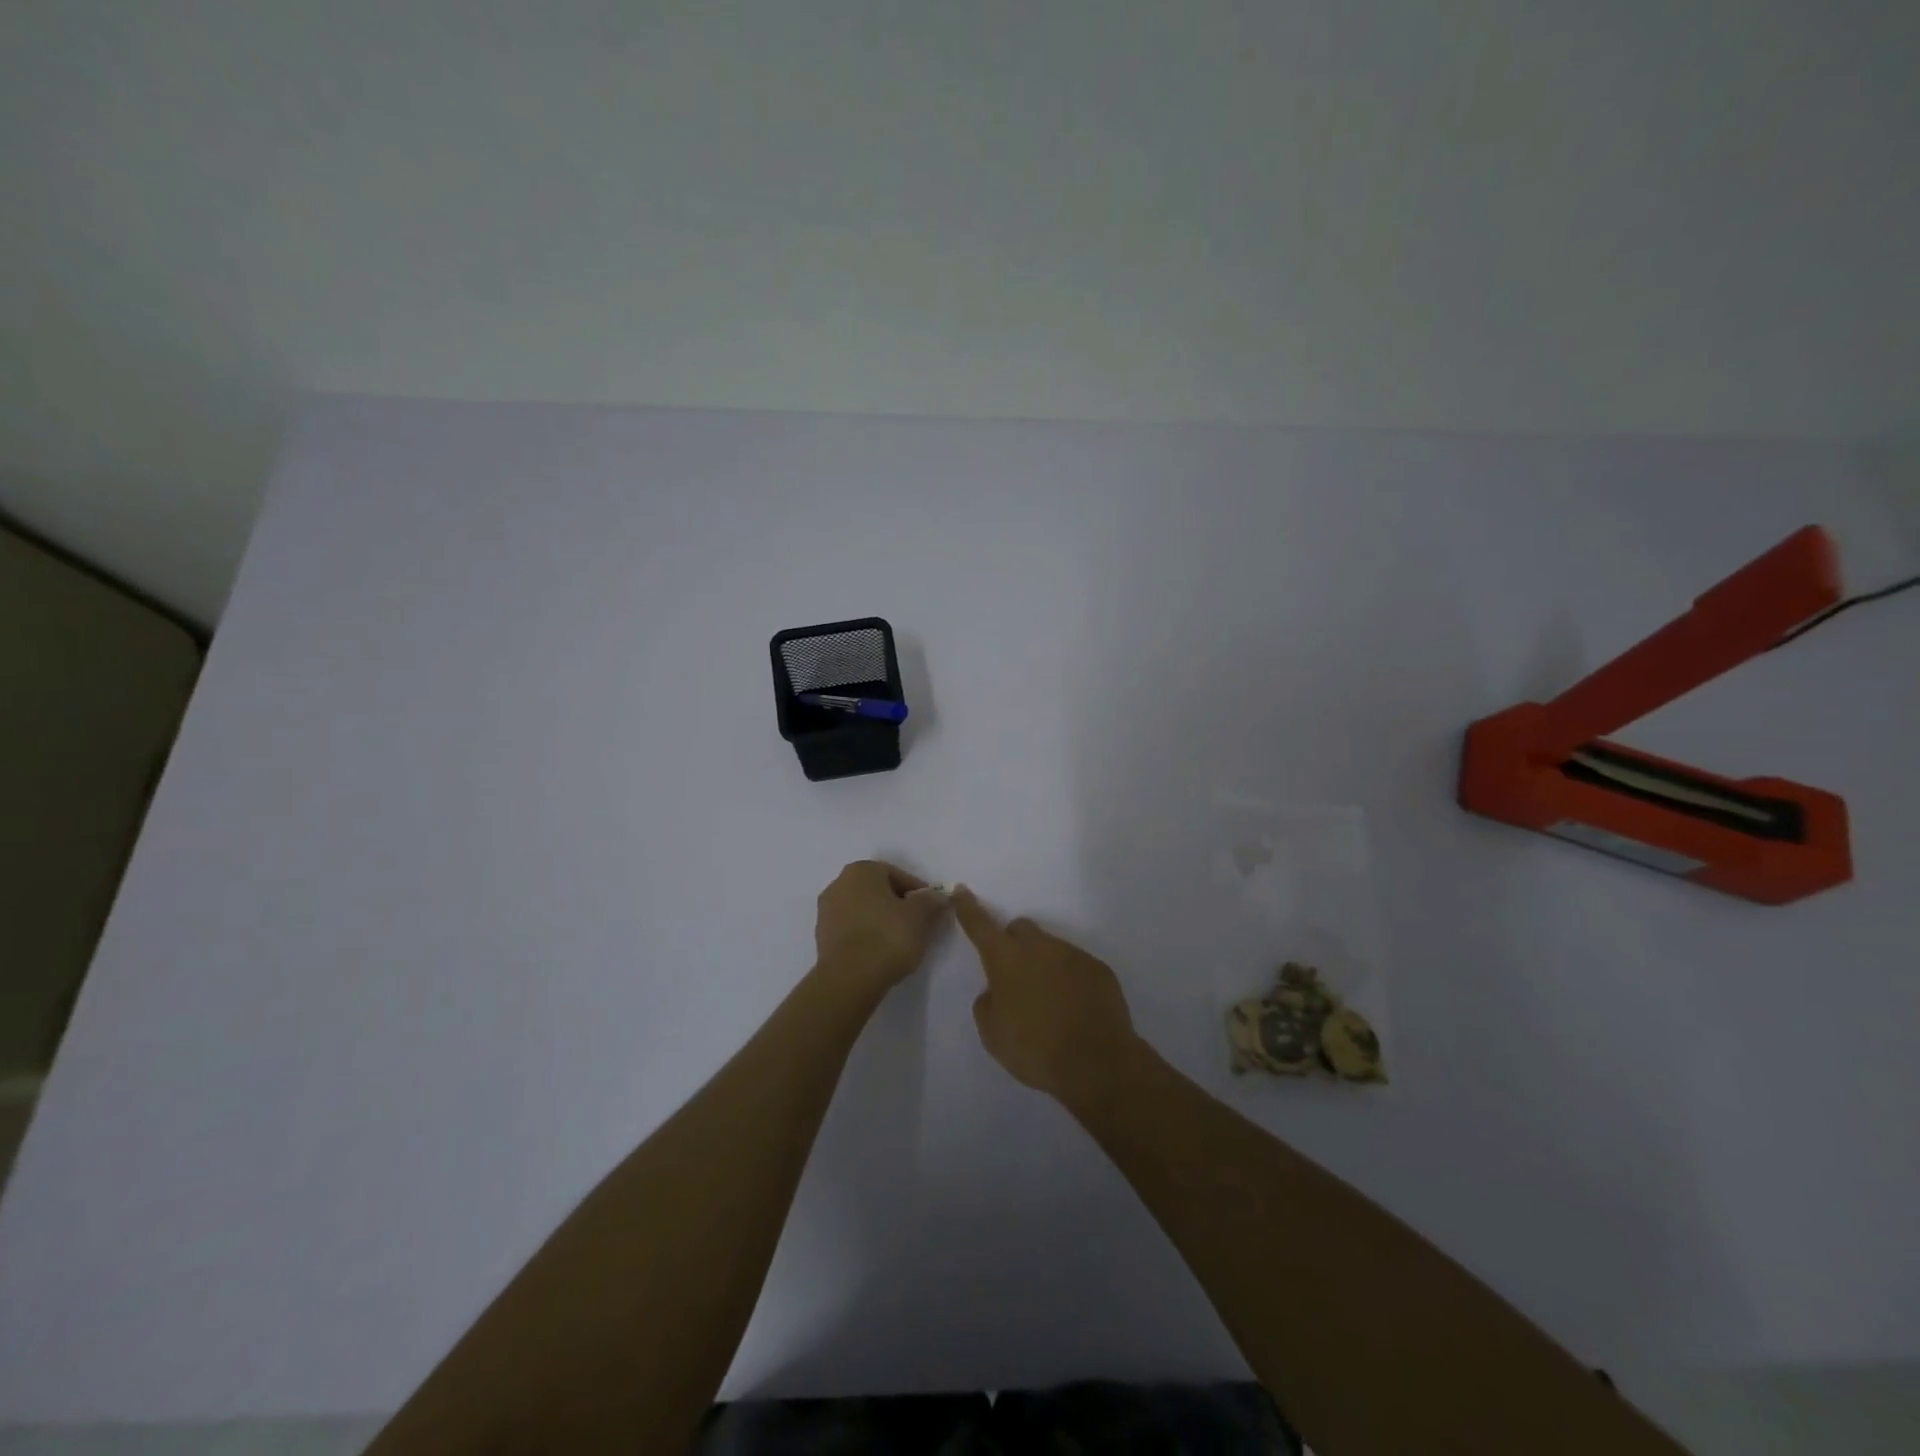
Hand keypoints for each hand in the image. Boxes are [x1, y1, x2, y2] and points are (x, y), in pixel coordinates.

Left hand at [812, 860, 949, 998]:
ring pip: (864, 910)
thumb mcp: (921, 915)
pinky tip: (880, 952)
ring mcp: (826, 911)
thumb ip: (931, 900)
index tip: (931, 911)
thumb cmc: (888, 937)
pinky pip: (852, 929)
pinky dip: (867, 935)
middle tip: (918, 925)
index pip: (898, 875)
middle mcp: (839, 883)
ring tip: (900, 942)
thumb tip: (936, 896)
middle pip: (878, 891)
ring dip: (881, 920)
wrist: (849, 979)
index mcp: (861, 870)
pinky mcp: (822, 937)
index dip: (918, 893)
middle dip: (898, 905)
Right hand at [952, 886, 1142, 1105]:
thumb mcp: (993, 1034)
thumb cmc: (1035, 1049)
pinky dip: (1070, 980)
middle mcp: (1039, 947)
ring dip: (1044, 966)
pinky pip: (1076, 966)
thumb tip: (995, 992)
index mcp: (1006, 959)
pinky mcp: (1098, 968)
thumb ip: (988, 1004)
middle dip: (1014, 944)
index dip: (968, 907)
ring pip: (1050, 948)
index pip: (980, 924)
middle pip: (1020, 929)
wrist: (1096, 1063)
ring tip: (1050, 1004)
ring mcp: (1072, 954)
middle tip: (1016, 977)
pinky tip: (1074, 1010)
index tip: (961, 890)